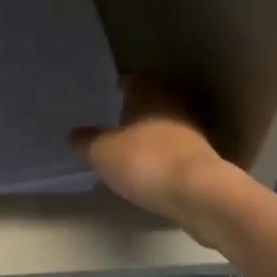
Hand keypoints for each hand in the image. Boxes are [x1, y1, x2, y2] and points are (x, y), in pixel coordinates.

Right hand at [71, 77, 231, 230]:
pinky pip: (176, 155)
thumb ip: (87, 142)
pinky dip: (162, 159)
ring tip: (132, 147)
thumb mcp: (102, 153)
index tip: (115, 87)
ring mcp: (193, 138)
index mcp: (150, 98)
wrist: (200, 195)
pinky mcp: (203, 165)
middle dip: (140, 110)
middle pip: (156, 103)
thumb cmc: (145, 162)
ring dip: (152, 136)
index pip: (136, 81)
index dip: (125, 84)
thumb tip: (73, 134)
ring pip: (168, 129)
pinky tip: (150, 172)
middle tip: (120, 117)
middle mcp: (174, 111)